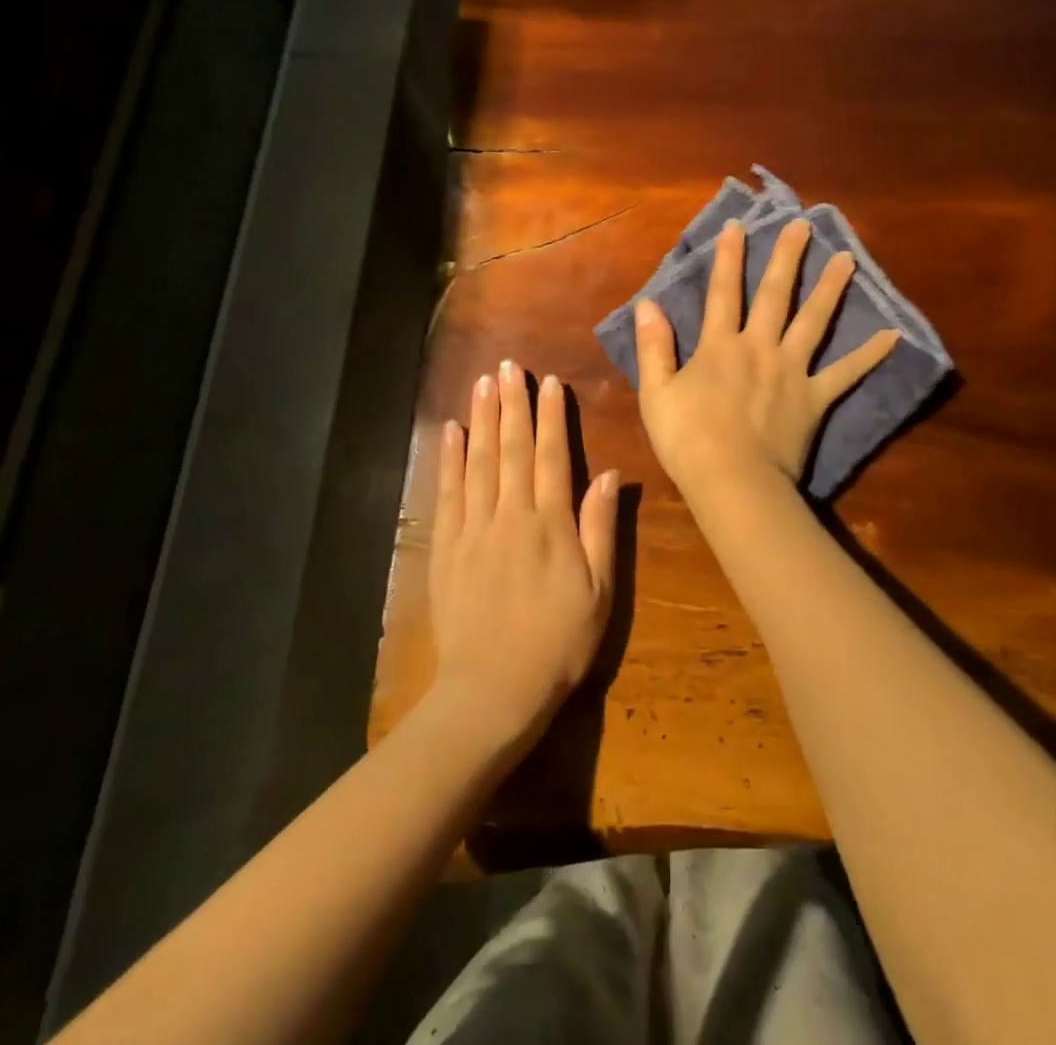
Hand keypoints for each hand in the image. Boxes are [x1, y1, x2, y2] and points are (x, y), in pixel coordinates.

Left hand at [429, 362, 618, 753]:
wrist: (492, 691)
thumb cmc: (558, 643)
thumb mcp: (599, 592)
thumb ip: (601, 529)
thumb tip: (609, 475)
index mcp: (550, 525)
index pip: (550, 457)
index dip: (551, 417)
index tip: (549, 383)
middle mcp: (509, 516)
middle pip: (511, 449)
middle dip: (511, 404)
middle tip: (507, 365)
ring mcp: (473, 530)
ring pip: (477, 462)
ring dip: (481, 419)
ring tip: (482, 383)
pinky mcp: (446, 549)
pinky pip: (447, 493)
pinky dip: (448, 459)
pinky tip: (450, 432)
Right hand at [634, 218, 899, 496]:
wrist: (732, 482)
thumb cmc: (687, 440)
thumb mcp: (656, 393)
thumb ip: (654, 347)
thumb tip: (647, 303)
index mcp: (720, 346)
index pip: (723, 293)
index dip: (730, 258)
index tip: (739, 225)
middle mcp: (759, 347)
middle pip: (775, 295)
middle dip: (787, 258)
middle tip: (804, 225)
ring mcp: (792, 371)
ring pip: (814, 321)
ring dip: (830, 288)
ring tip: (847, 259)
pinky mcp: (815, 398)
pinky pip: (846, 373)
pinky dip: (870, 355)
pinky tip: (893, 336)